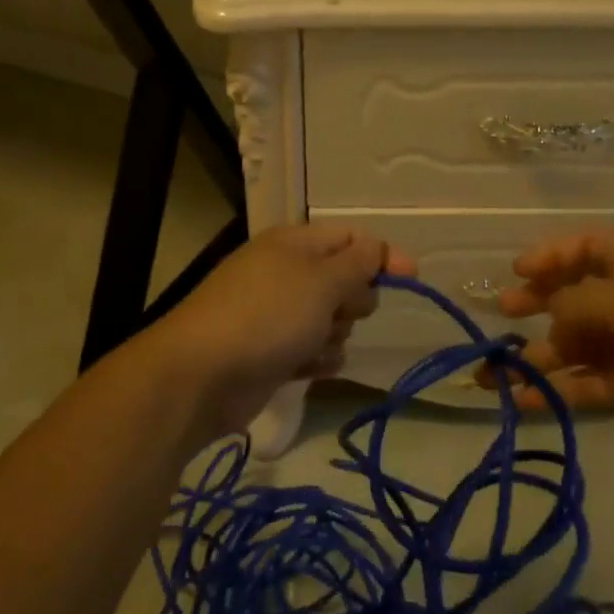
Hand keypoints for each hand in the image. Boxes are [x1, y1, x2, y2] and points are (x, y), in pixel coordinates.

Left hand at [147, 223, 414, 438]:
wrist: (201, 375)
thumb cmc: (267, 316)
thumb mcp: (322, 281)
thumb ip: (357, 263)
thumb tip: (376, 248)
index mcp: (293, 244)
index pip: (349, 238)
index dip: (382, 255)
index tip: (412, 278)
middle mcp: (285, 274)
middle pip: (343, 280)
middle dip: (353, 300)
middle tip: (339, 313)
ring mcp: (276, 315)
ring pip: (331, 320)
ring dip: (334, 335)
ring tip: (313, 345)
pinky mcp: (271, 352)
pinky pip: (312, 351)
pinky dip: (316, 359)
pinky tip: (306, 369)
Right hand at [479, 229, 613, 464]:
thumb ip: (575, 303)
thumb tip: (553, 318)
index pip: (588, 246)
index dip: (551, 255)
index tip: (517, 272)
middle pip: (576, 295)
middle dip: (537, 303)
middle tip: (502, 313)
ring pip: (576, 346)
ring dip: (536, 358)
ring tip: (492, 375)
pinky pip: (588, 383)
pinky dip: (556, 390)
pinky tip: (523, 401)